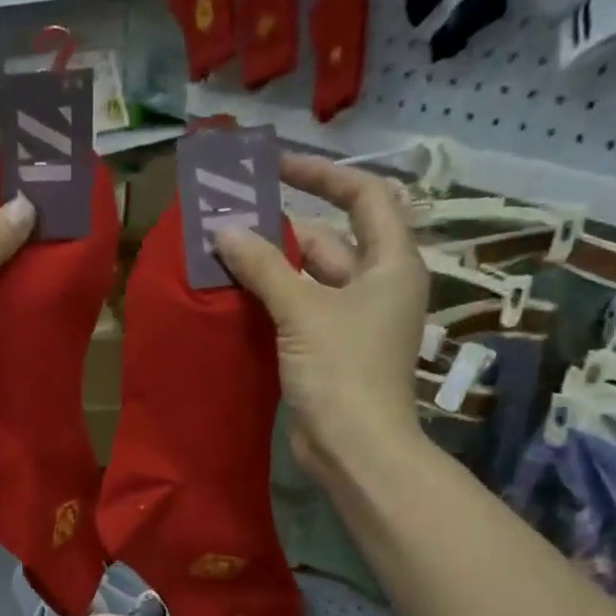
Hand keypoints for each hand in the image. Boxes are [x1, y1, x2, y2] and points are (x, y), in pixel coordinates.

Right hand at [213, 153, 430, 475]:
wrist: (355, 448)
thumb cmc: (342, 370)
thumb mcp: (302, 310)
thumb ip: (263, 266)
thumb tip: (224, 231)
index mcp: (391, 263)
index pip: (365, 196)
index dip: (323, 174)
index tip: (277, 168)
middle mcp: (377, 285)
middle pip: (330, 238)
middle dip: (284, 226)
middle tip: (233, 214)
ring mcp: (353, 320)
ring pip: (309, 277)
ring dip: (271, 265)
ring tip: (223, 248)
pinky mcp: (330, 349)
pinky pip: (298, 310)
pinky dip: (270, 299)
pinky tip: (234, 292)